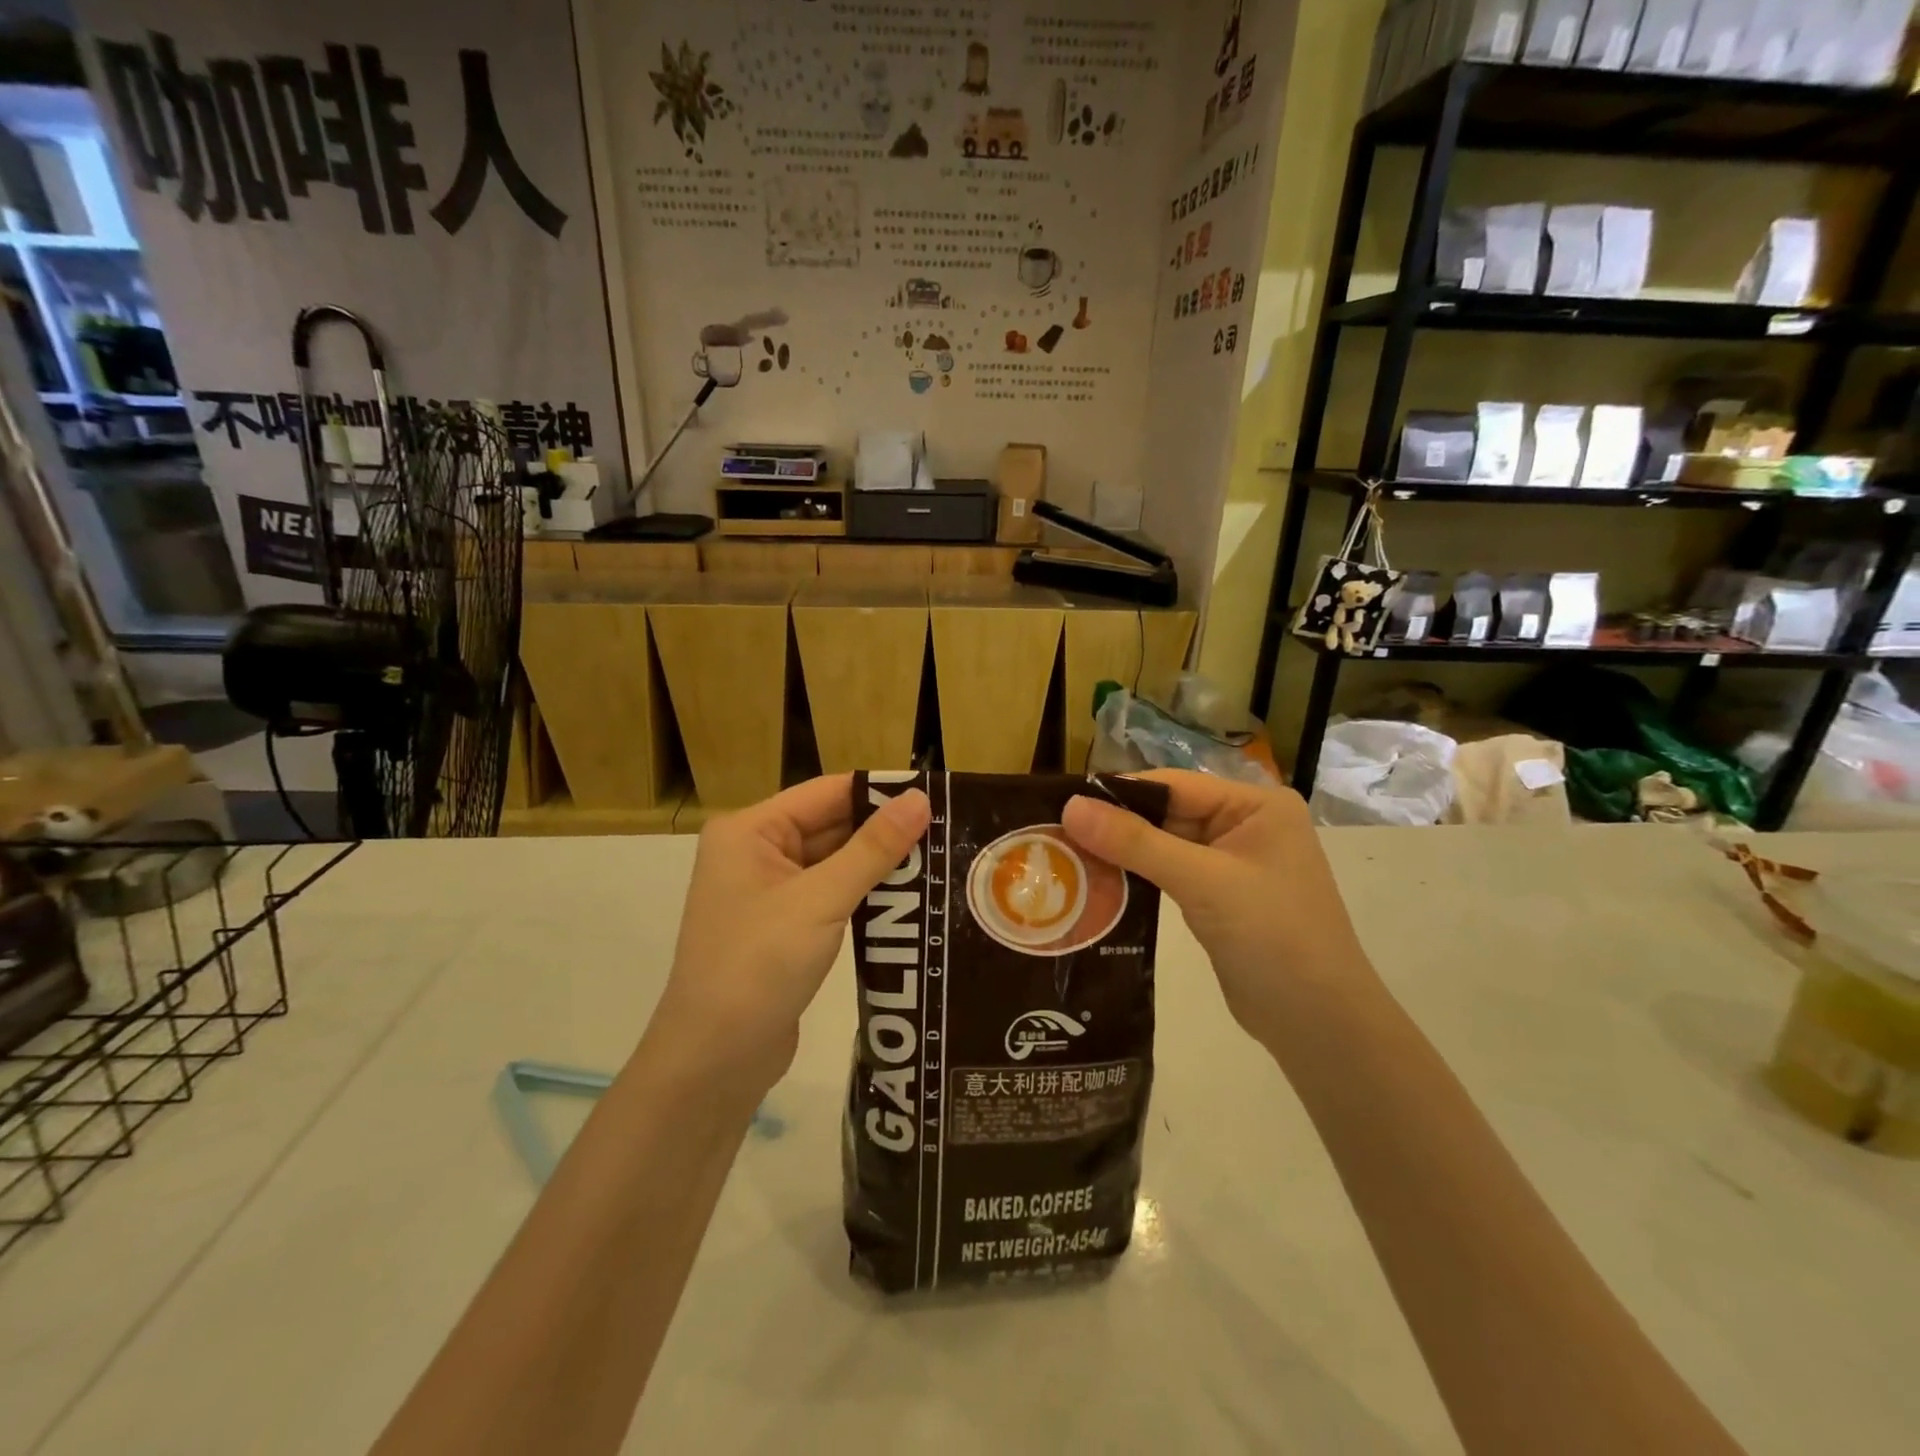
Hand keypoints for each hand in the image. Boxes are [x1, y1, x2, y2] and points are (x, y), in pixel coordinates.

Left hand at [650, 775, 930, 1098]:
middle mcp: (755, 851)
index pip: (827, 793)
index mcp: (750, 830)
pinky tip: (908, 896)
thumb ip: (873, 848)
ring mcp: (768, 891)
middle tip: (948, 830)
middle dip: (884, 830)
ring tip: (940, 858)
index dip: (880, 792)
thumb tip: (920, 798)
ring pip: (834, 862)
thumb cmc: (759, 965)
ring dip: (878, 864)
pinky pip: (830, 894)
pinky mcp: (783, 926)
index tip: (936, 794)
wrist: (714, 1061)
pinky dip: (864, 893)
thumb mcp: (821, 900)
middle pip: (830, 825)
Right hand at [1062, 771, 1377, 1054]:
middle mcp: (1245, 825)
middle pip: (1167, 813)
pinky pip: (1169, 875)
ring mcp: (1232, 864)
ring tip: (1066, 858)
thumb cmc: (1273, 937)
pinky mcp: (1219, 898)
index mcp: (1256, 805)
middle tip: (1055, 835)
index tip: (1062, 805)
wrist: (1319, 1025)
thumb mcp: (1203, 882)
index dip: (1119, 794)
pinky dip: (1137, 878)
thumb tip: (1071, 806)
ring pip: (1163, 846)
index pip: (1174, 785)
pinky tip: (1098, 884)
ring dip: (1122, 854)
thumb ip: (1136, 842)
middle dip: (1116, 827)